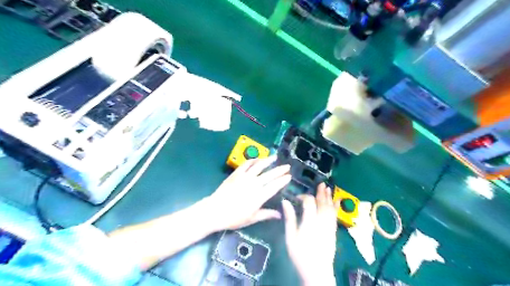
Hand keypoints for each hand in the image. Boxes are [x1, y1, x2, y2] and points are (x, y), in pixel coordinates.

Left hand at [204, 156, 290, 231]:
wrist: (215, 211)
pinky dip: (253, 160)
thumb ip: (267, 214)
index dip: (283, 181)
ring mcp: (245, 177)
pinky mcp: (236, 173)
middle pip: (270, 175)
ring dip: (268, 160)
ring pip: (259, 166)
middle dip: (280, 170)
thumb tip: (280, 215)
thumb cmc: (234, 218)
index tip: (289, 176)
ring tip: (275, 157)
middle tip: (287, 166)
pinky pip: (246, 164)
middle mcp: (254, 184)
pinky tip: (258, 159)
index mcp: (260, 196)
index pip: (275, 186)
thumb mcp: (252, 218)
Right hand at [283, 183, 337, 285]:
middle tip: (321, 183)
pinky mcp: (333, 231)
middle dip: (321, 193)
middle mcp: (321, 221)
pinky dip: (336, 207)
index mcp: (309, 222)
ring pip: (330, 208)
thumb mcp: (290, 237)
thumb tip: (285, 202)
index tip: (297, 198)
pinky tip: (337, 202)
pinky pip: (335, 216)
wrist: (317, 271)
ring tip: (328, 188)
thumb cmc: (300, 255)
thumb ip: (289, 218)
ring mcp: (329, 226)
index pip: (309, 203)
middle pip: (322, 203)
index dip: (303, 197)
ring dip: (329, 197)